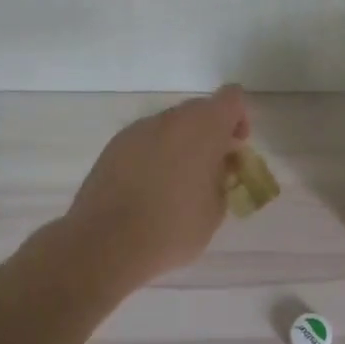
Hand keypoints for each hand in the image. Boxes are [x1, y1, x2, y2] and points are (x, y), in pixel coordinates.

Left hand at [63, 85, 251, 283]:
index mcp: (203, 127)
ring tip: (176, 185)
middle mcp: (170, 119)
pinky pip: (144, 142)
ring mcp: (137, 130)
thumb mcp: (216, 209)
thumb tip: (214, 168)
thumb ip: (222, 177)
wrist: (105, 245)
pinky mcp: (112, 147)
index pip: (231, 98)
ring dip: (180, 145)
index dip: (238, 119)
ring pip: (170, 126)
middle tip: (210, 171)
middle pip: (199, 111)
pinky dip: (153, 156)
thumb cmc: (173, 229)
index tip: (235, 149)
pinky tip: (148, 190)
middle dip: (210, 134)